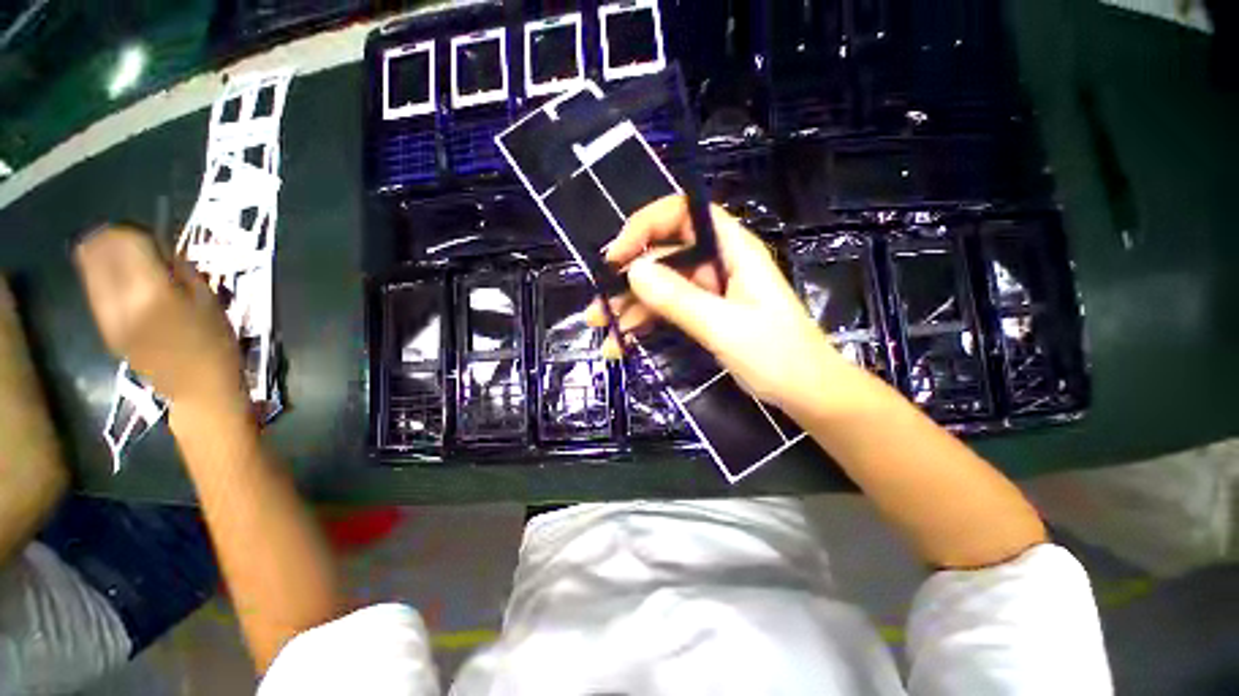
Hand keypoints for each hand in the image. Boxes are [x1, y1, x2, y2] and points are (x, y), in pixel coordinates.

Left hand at [74, 225, 244, 412]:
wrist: (198, 387)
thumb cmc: (215, 342)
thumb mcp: (208, 300)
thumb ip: (179, 270)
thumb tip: (159, 248)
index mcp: (152, 291)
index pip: (128, 240)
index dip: (138, 231)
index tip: (153, 235)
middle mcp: (119, 299)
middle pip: (98, 248)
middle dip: (114, 238)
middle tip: (136, 242)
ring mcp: (106, 315)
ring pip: (89, 266)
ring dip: (105, 255)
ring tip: (129, 261)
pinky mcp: (103, 327)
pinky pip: (94, 288)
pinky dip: (105, 276)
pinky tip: (125, 284)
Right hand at [586, 196, 850, 412]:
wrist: (806, 393)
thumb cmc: (778, 355)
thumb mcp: (725, 326)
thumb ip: (679, 299)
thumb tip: (633, 271)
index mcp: (732, 250)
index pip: (683, 214)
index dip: (646, 226)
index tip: (616, 257)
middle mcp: (717, 264)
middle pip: (663, 256)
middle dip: (627, 280)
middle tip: (597, 307)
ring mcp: (708, 291)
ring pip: (660, 288)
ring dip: (629, 308)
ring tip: (603, 332)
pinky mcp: (703, 315)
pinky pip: (667, 312)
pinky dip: (644, 325)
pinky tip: (622, 344)